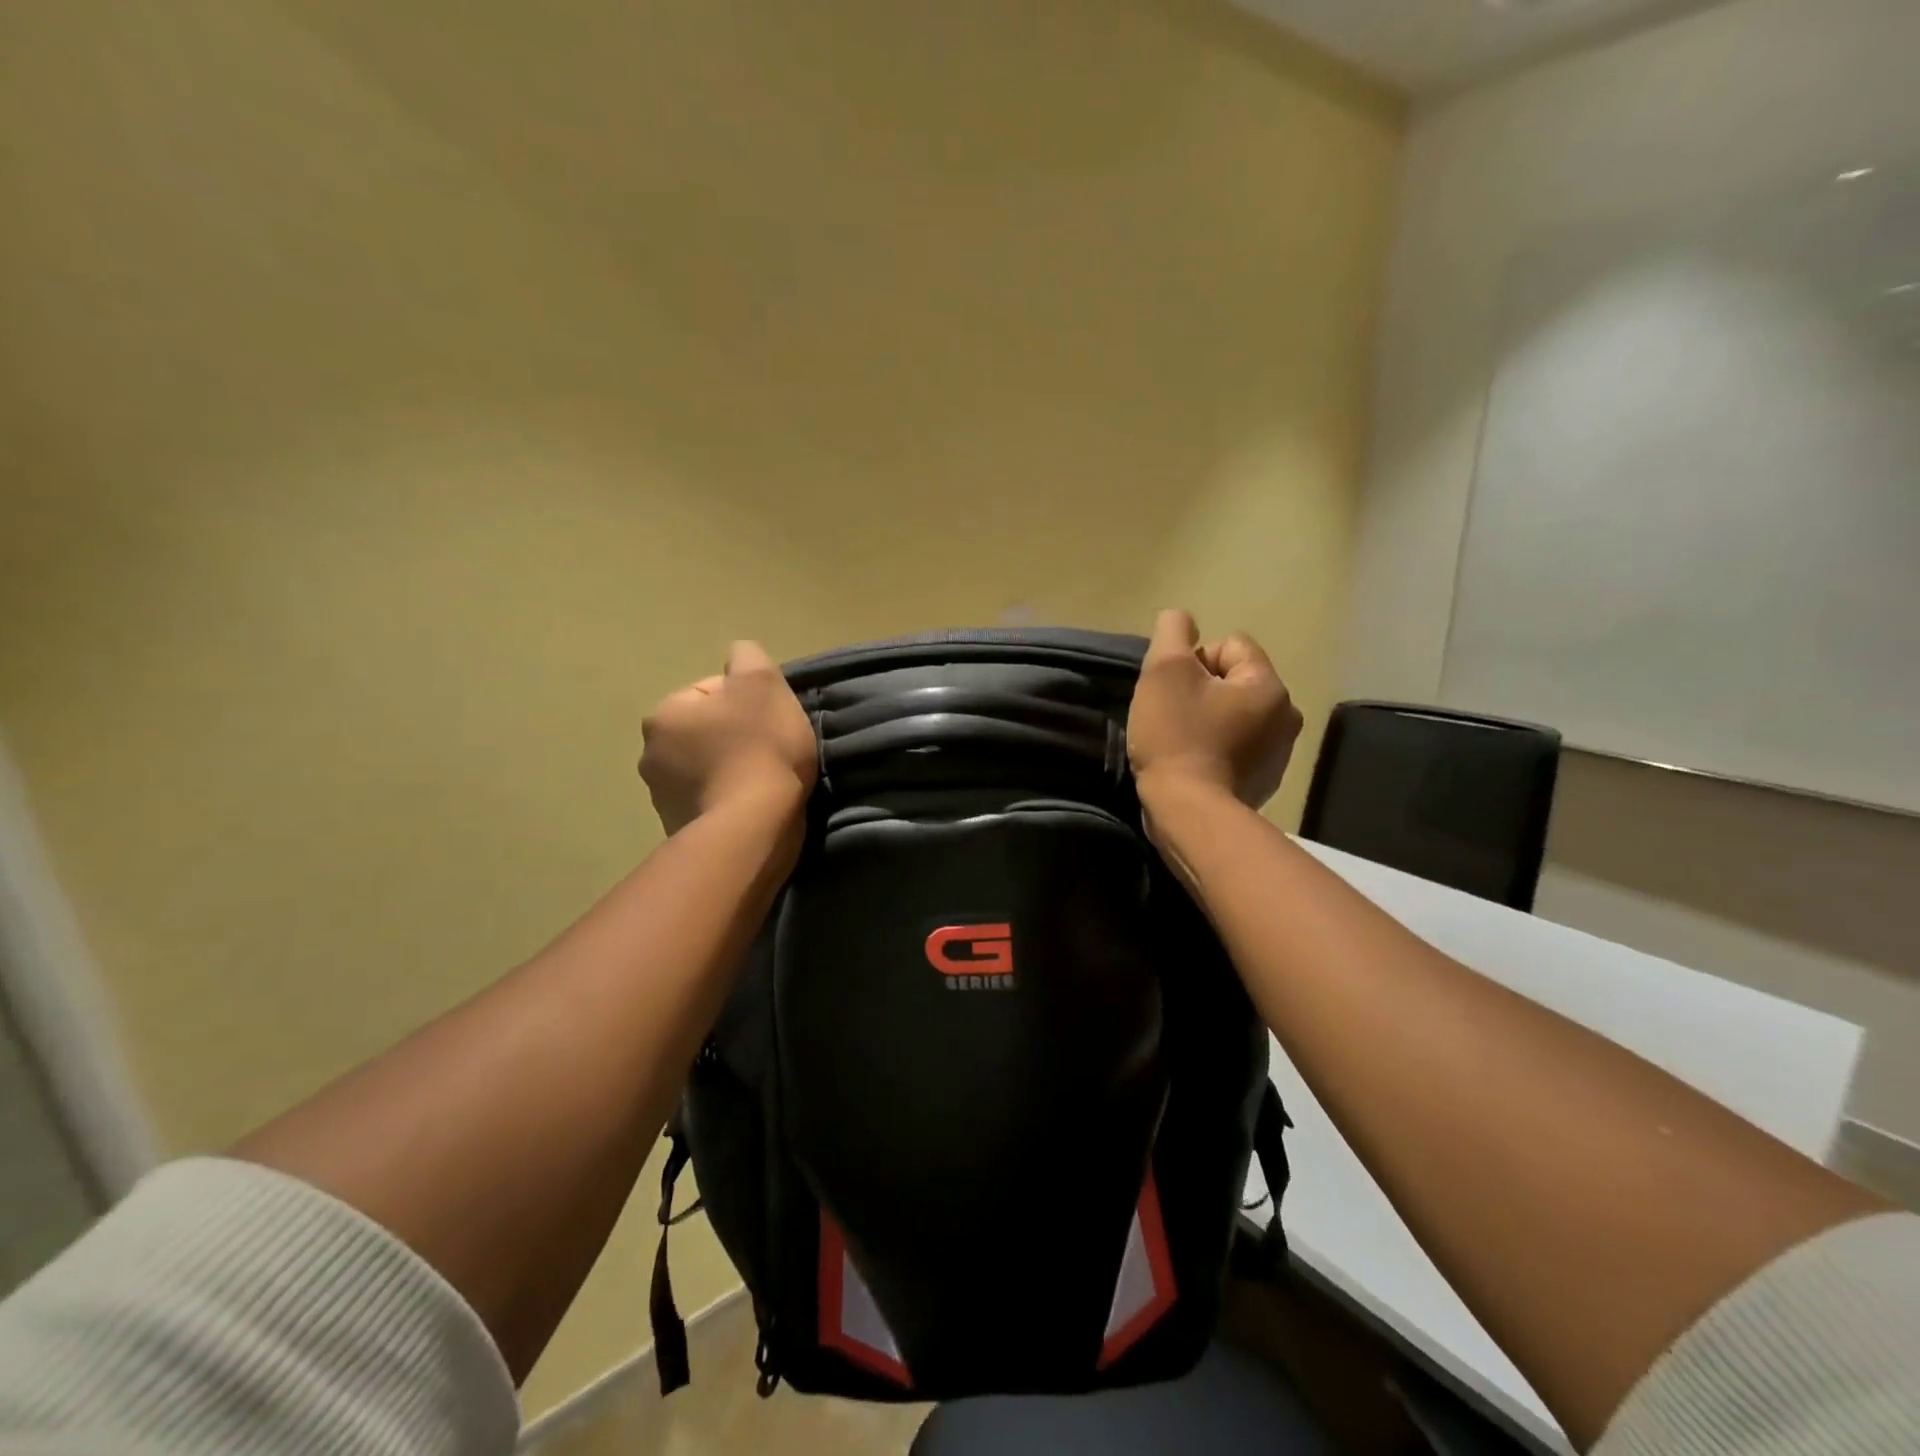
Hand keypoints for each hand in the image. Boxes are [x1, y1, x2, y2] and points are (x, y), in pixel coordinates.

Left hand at [639, 641, 816, 835]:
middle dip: (736, 736)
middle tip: (771, 752)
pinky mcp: (679, 830)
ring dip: (733, 770)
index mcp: (664, 714)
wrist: (753, 828)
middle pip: (708, 731)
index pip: (712, 692)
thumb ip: (747, 657)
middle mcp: (651, 754)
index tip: (771, 723)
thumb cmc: (759, 748)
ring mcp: (662, 798)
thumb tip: (738, 657)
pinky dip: (729, 801)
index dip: (750, 702)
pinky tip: (753, 807)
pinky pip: (711, 802)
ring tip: (765, 783)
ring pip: (708, 768)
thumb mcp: (763, 683)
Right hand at [1126, 609, 1300, 808]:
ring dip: (1206, 720)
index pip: (1230, 646)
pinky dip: (1214, 750)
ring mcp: (1278, 754)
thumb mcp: (1164, 672)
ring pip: (1233, 715)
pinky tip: (1192, 765)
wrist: (1189, 814)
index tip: (1173, 690)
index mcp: (1269, 685)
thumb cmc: (1177, 737)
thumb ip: (1172, 633)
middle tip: (1171, 715)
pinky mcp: (1263, 783)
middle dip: (1200, 691)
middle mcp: (1286, 716)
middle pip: (1233, 681)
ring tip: (1179, 742)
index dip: (1193, 660)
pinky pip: (1235, 748)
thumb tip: (1180, 620)